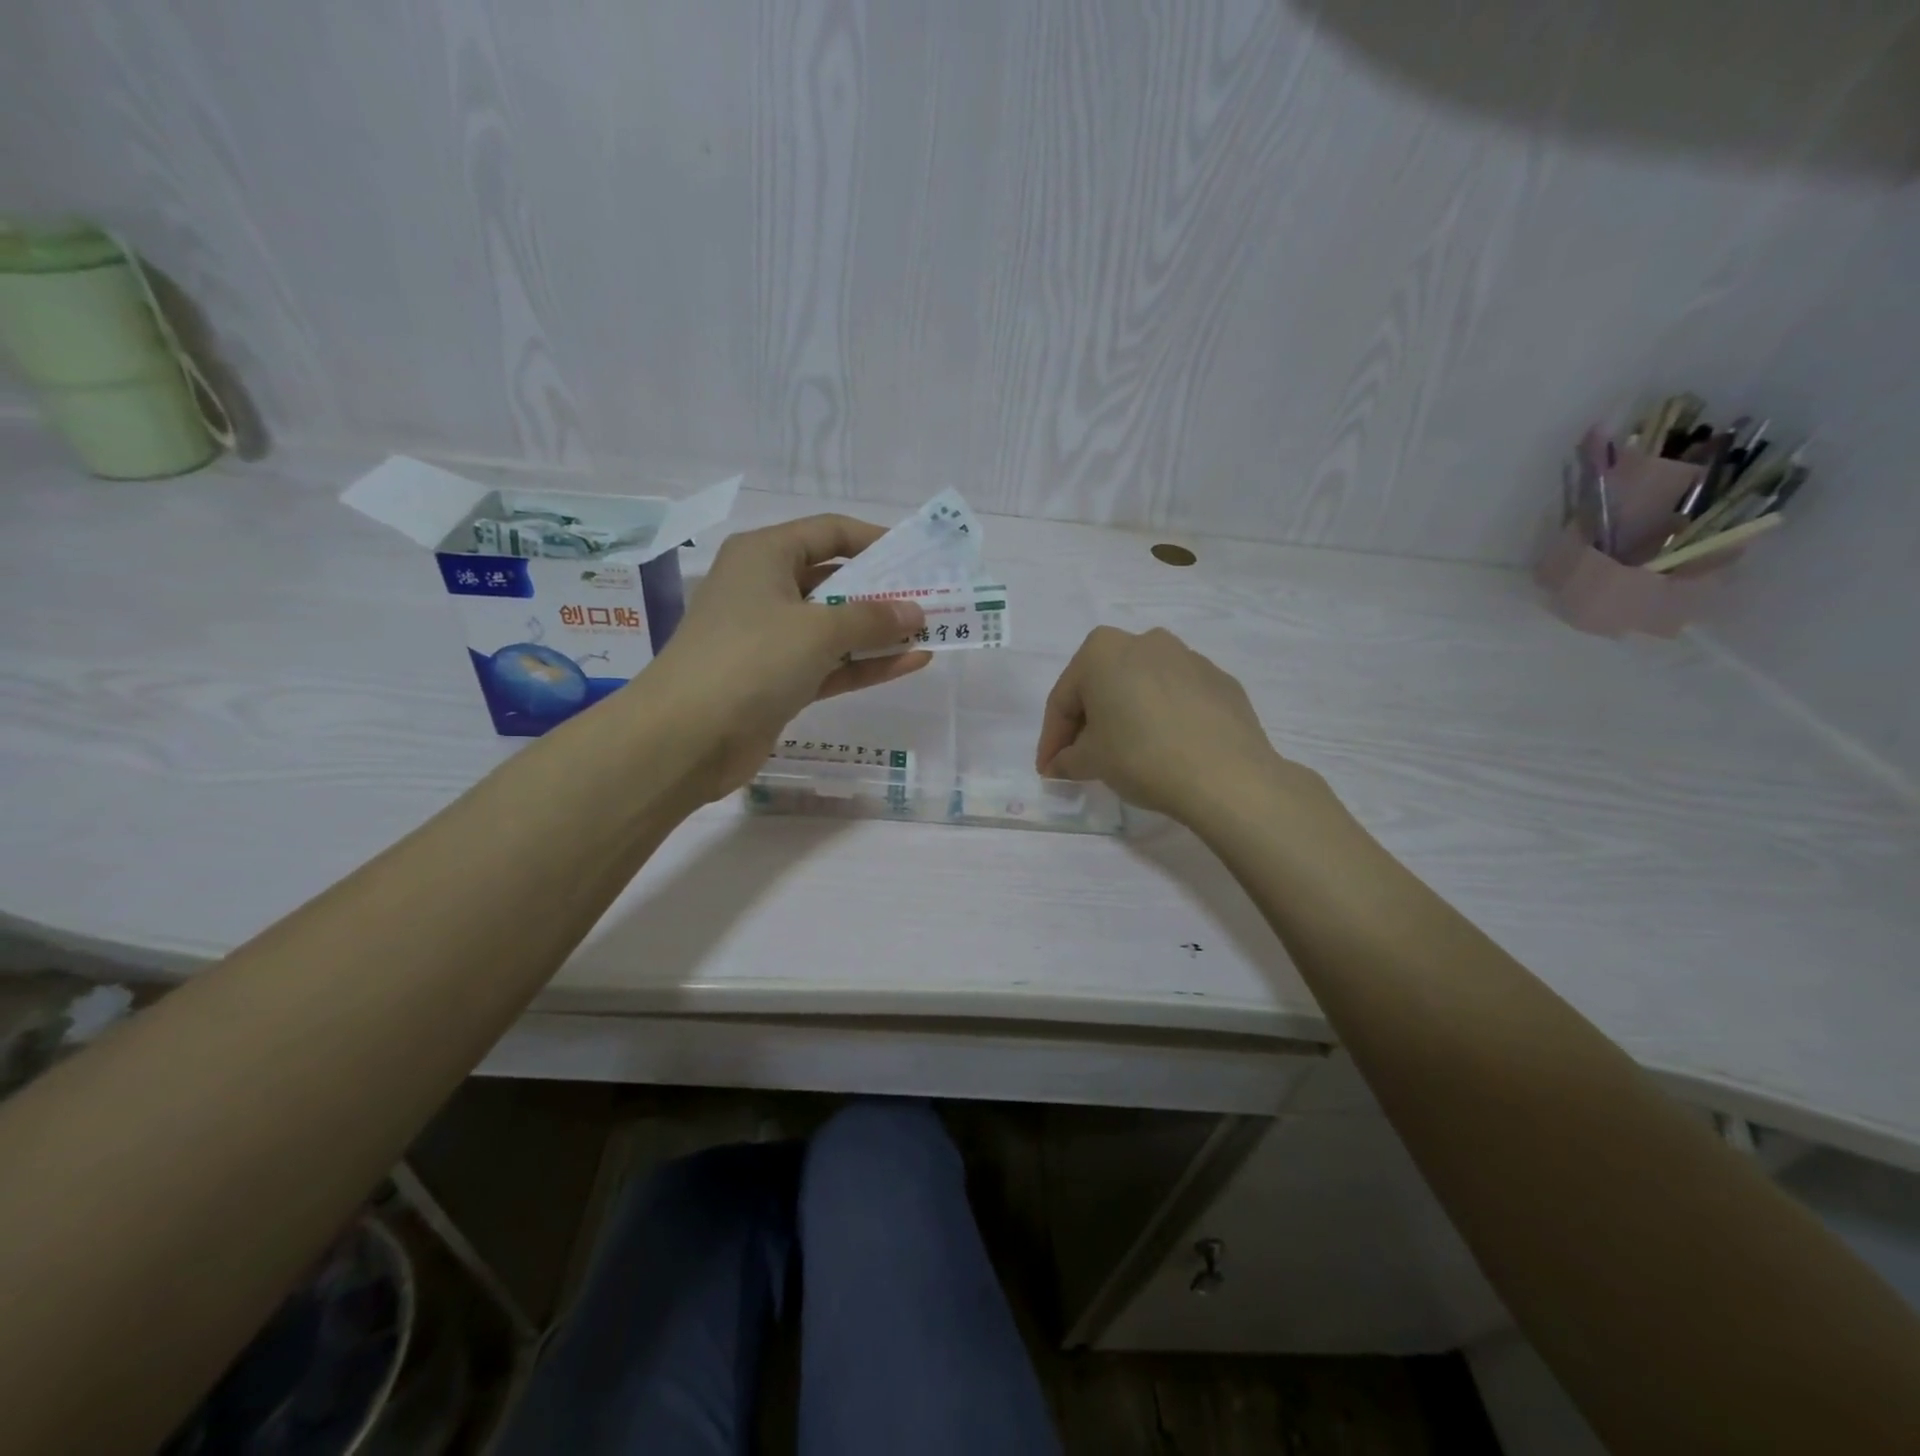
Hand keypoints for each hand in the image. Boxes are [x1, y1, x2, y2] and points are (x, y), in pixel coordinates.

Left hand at [639, 515, 930, 799]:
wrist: (686, 737)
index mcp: (764, 555)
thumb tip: (916, 612)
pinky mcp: (778, 681)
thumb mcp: (818, 629)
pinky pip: (830, 663)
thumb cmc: (751, 659)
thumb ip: (873, 618)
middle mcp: (765, 589)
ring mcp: (771, 638)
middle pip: (835, 580)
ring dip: (880, 631)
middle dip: (884, 591)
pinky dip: (865, 663)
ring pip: (835, 627)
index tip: (918, 557)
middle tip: (933, 599)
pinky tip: (911, 663)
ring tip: (932, 632)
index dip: (875, 540)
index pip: (829, 532)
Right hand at [1036, 627, 1298, 820]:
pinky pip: (1177, 698)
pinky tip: (1167, 749)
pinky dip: (1164, 718)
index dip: (1052, 738)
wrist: (1226, 775)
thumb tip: (1061, 762)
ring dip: (1127, 715)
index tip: (1049, 768)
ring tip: (1126, 753)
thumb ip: (1068, 758)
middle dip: (1088, 721)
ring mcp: (1188, 657)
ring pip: (1142, 687)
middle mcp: (1144, 641)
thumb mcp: (1091, 762)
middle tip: (1082, 759)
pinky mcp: (1220, 681)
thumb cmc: (1141, 757)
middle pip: (1103, 685)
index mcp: (1102, 650)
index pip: (1064, 699)